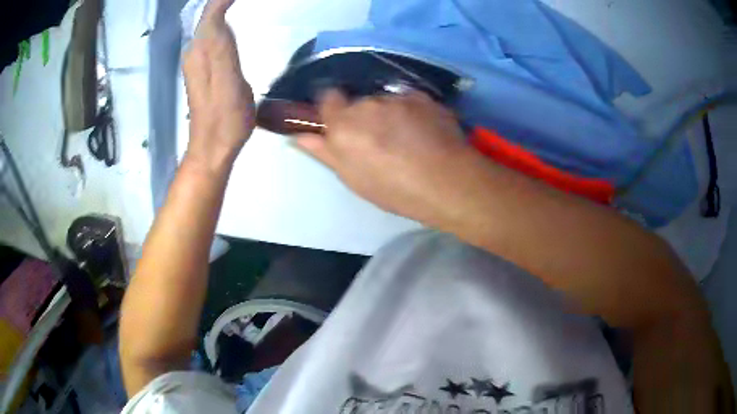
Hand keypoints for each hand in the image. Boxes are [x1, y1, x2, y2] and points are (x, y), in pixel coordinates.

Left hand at [182, 0, 253, 170]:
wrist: (212, 147)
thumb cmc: (226, 120)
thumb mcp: (228, 81)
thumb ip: (222, 46)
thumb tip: (218, 14)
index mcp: (202, 50)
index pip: (212, 11)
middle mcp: (195, 50)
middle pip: (208, 12)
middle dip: (224, 0)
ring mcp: (197, 58)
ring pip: (208, 21)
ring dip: (222, 7)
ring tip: (236, 2)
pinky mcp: (204, 66)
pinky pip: (211, 33)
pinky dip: (222, 19)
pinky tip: (231, 18)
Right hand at [295, 90, 474, 221]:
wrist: (446, 182)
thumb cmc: (393, 188)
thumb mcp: (352, 177)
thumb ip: (324, 151)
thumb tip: (299, 136)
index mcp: (343, 124)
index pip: (328, 98)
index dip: (335, 109)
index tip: (344, 125)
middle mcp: (367, 104)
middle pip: (360, 102)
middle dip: (365, 116)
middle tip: (381, 141)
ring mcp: (398, 98)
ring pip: (386, 102)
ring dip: (391, 114)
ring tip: (409, 139)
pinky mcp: (423, 97)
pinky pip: (410, 101)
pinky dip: (413, 112)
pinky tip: (425, 133)